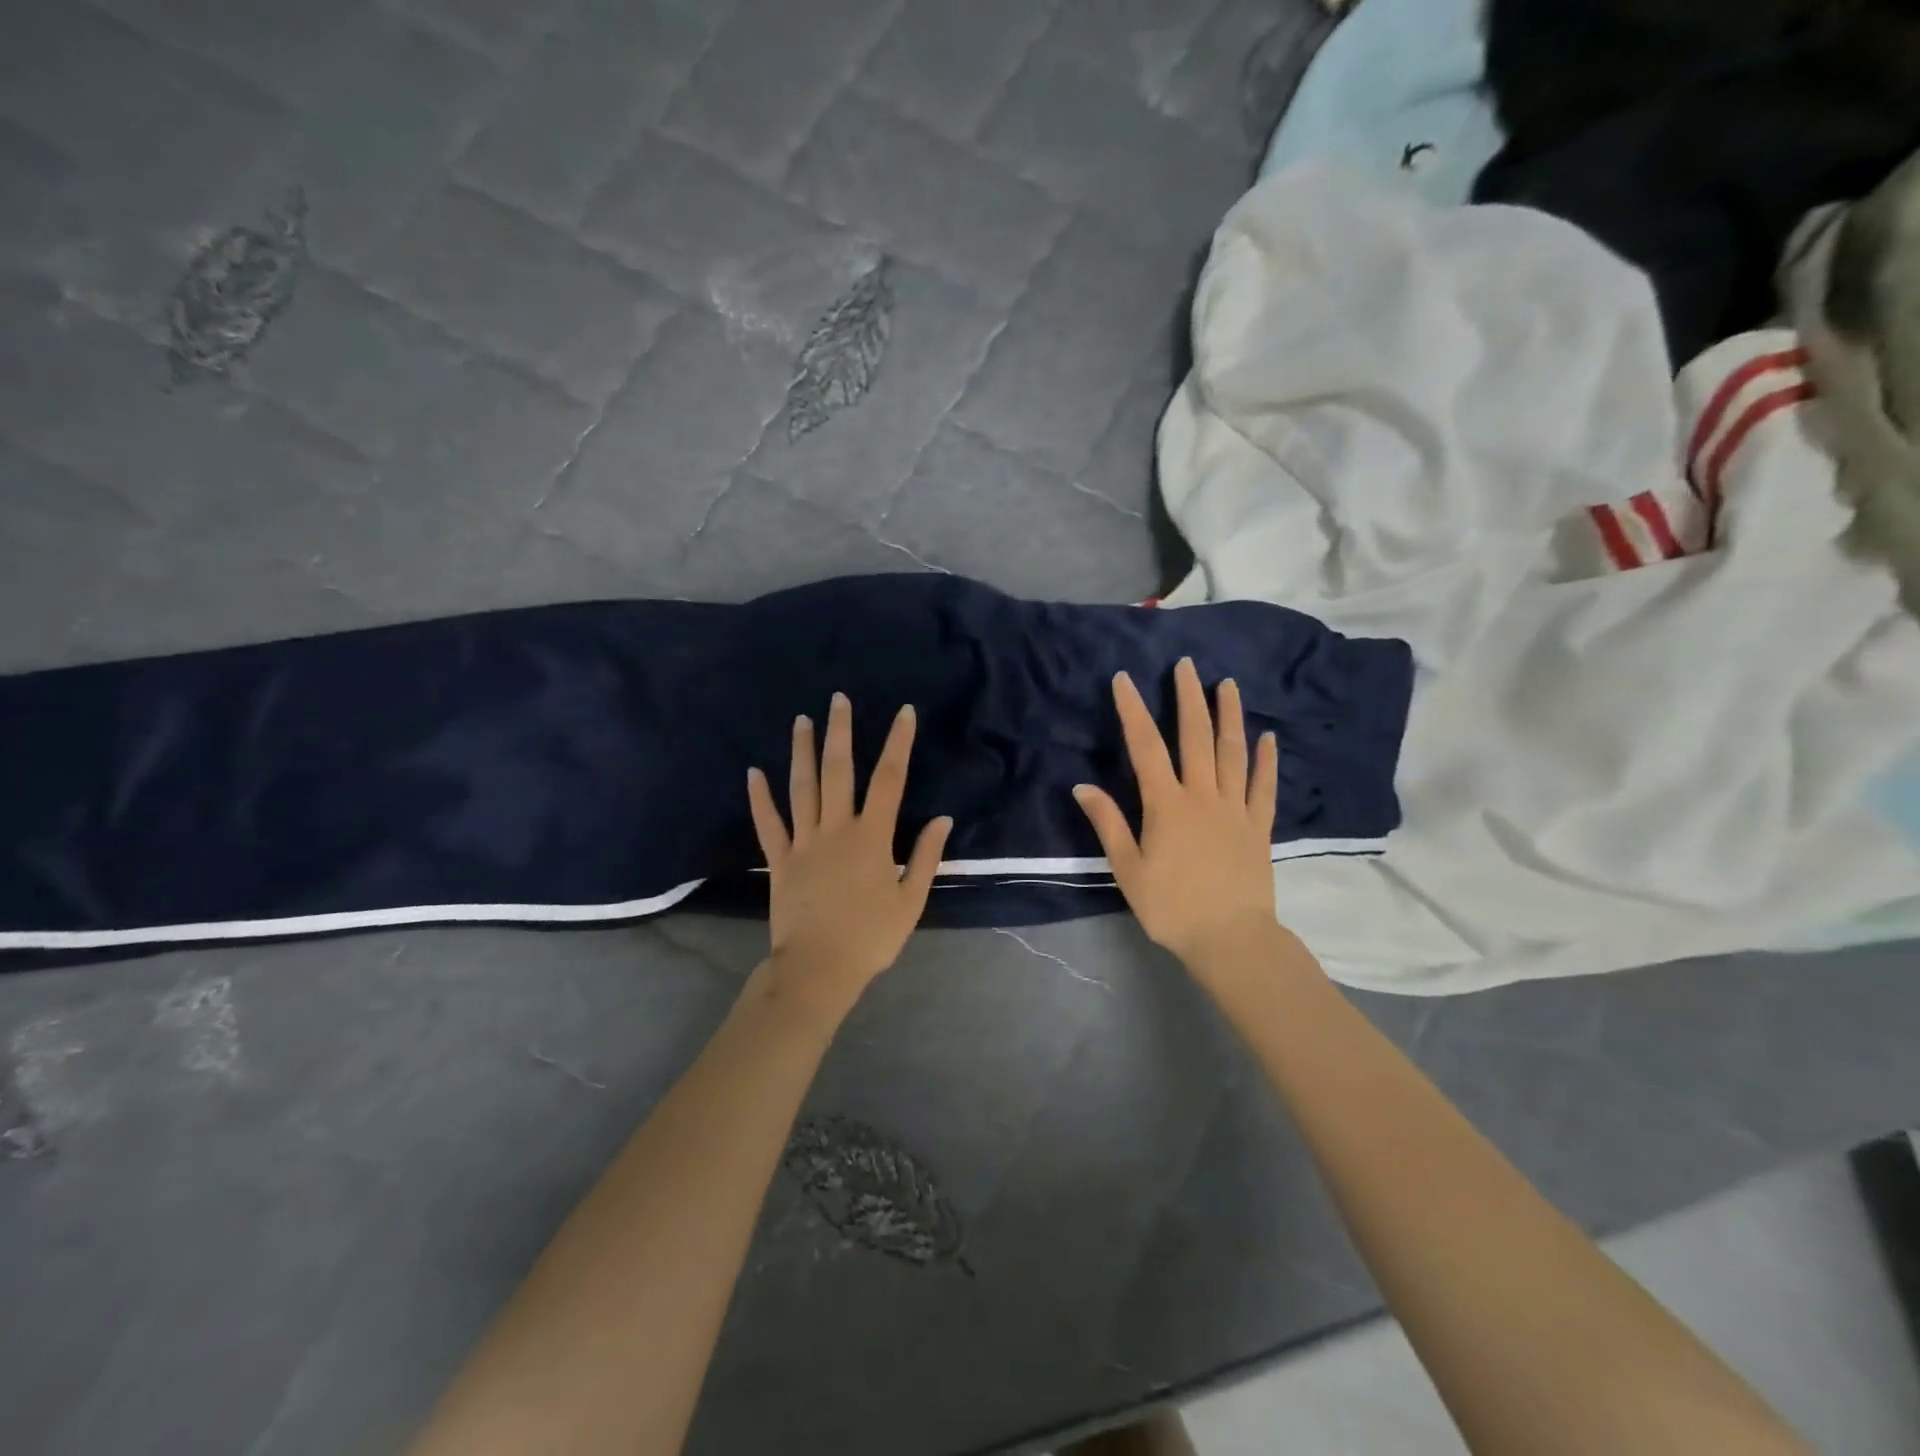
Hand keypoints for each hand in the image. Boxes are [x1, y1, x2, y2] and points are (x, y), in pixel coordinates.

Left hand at [747, 693, 952, 1012]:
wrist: (818, 969)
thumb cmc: (871, 937)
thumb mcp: (911, 901)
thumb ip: (926, 857)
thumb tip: (942, 818)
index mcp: (872, 837)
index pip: (889, 780)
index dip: (898, 743)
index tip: (904, 713)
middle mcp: (836, 830)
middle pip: (839, 772)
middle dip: (841, 732)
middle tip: (838, 699)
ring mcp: (804, 843)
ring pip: (802, 789)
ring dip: (802, 753)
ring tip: (801, 721)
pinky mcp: (780, 861)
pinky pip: (768, 824)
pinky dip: (760, 798)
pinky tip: (753, 773)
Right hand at [1073, 658, 1281, 970]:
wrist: (1230, 939)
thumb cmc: (1171, 907)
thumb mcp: (1128, 869)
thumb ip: (1108, 824)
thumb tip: (1082, 786)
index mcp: (1167, 805)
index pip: (1146, 747)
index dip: (1133, 710)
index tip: (1124, 679)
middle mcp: (1203, 796)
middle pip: (1195, 737)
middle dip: (1188, 698)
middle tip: (1186, 665)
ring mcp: (1236, 809)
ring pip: (1232, 752)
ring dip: (1229, 715)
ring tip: (1227, 684)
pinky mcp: (1259, 826)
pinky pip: (1264, 786)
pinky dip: (1266, 759)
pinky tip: (1267, 736)